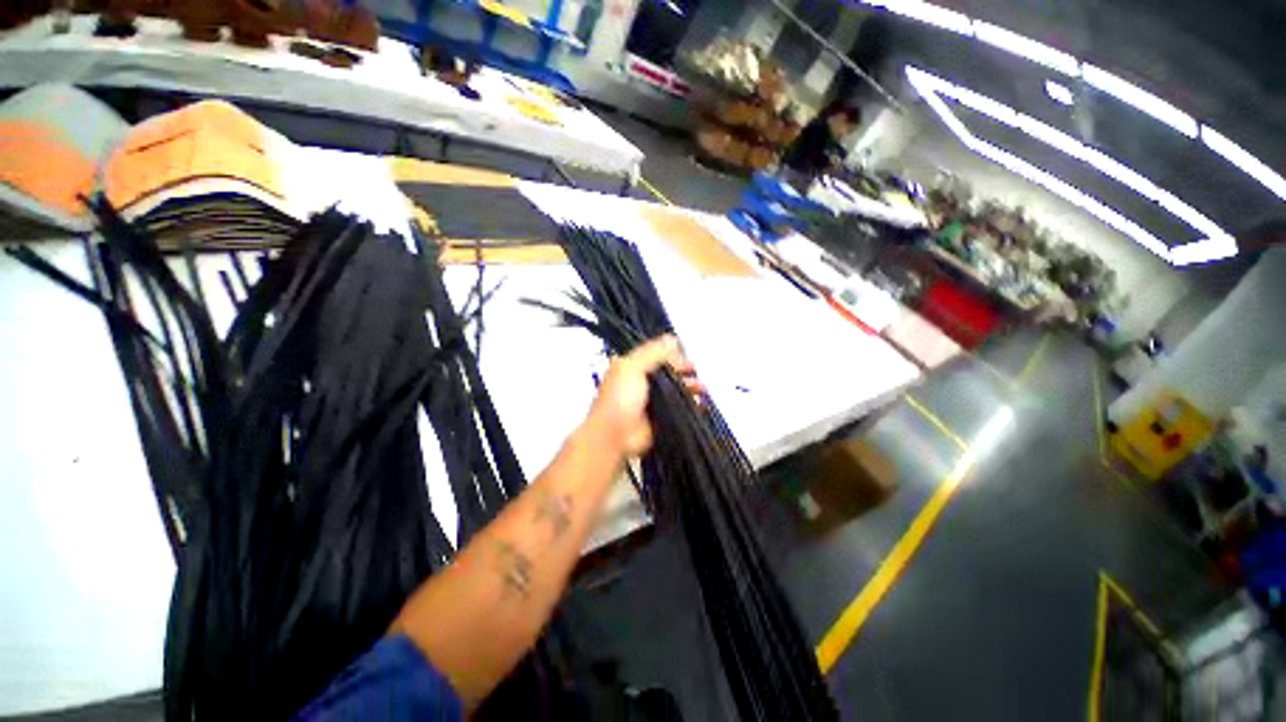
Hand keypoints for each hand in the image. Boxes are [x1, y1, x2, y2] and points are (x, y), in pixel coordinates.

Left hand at [585, 334, 702, 457]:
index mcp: (630, 367)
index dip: (671, 355)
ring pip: (674, 389)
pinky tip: (700, 403)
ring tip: (702, 388)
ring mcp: (651, 400)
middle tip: (696, 371)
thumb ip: (653, 353)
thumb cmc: (619, 398)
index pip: (655, 356)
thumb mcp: (632, 368)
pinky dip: (689, 404)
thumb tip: (672, 338)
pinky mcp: (660, 417)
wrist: (614, 436)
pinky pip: (678, 407)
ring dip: (688, 387)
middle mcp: (640, 381)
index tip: (686, 356)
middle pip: (667, 372)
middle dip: (683, 371)